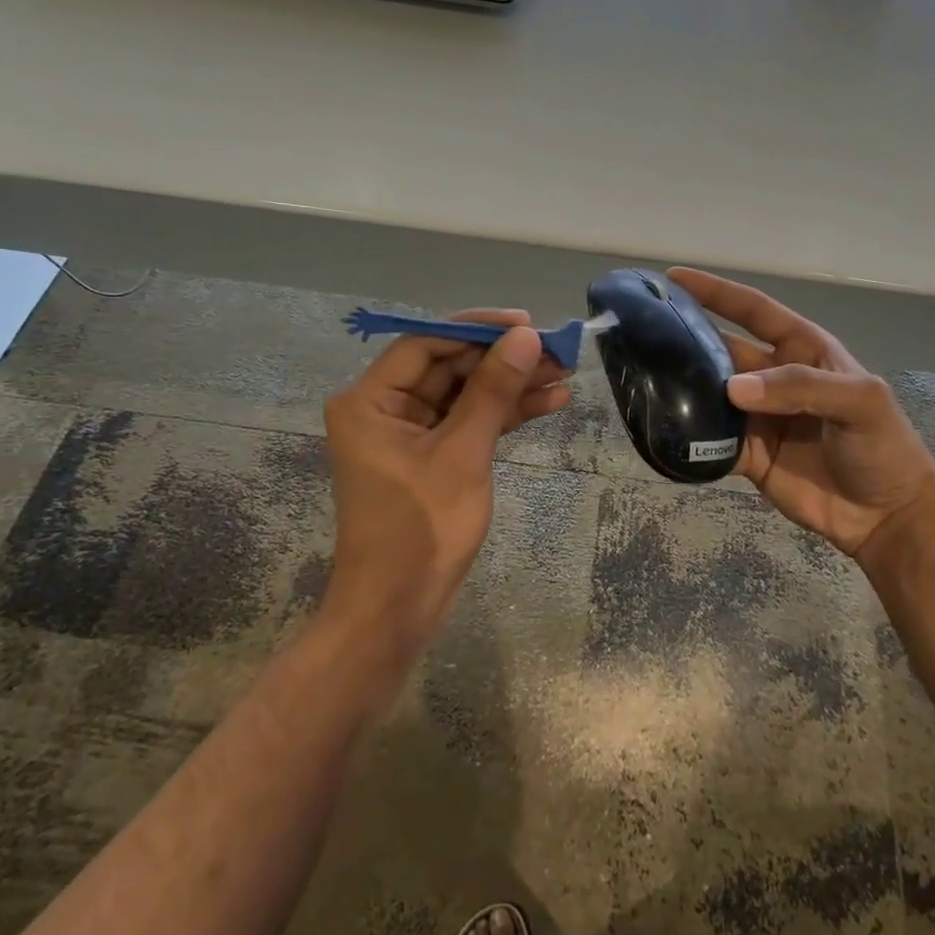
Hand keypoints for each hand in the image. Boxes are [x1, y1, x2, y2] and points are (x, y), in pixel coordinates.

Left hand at [321, 310, 569, 663]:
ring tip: (565, 373)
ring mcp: (408, 433)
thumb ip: (493, 391)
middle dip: (503, 359)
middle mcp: (383, 408)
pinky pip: (468, 422)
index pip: (425, 343)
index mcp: (370, 400)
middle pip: (449, 366)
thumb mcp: (463, 453)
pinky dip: (504, 414)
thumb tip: (526, 337)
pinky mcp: (430, 456)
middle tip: (556, 350)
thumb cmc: (420, 529)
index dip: (477, 329)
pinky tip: (549, 402)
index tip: (527, 324)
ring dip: (511, 385)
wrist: (397, 610)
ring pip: (464, 394)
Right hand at [668, 268, 934, 564]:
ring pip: (710, 394)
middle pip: (722, 351)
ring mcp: (757, 417)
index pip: (753, 310)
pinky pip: (710, 441)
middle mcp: (773, 377)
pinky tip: (659, 430)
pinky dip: (688, 437)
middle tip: (641, 333)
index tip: (673, 279)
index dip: (716, 292)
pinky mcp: (747, 455)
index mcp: (801, 350)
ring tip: (639, 378)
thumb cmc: (883, 446)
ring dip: (680, 388)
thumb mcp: (860, 402)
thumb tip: (733, 387)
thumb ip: (801, 386)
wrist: (886, 516)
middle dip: (686, 339)